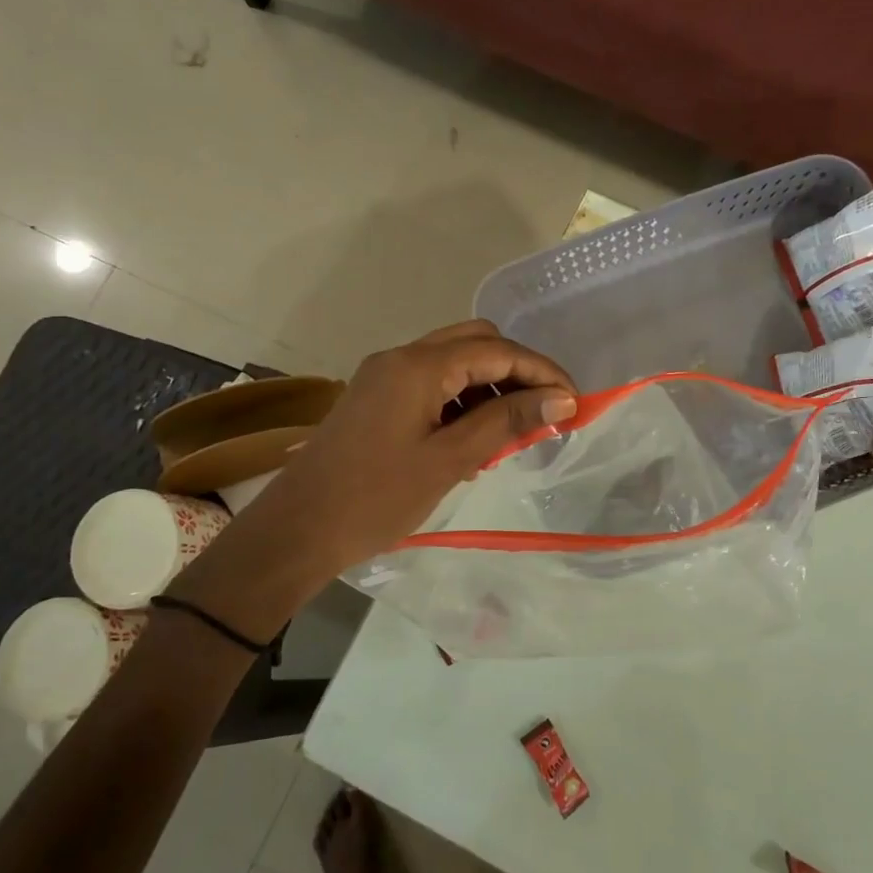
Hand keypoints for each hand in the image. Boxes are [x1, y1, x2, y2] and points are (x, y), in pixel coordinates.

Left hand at [176, 321, 575, 625]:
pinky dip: (460, 402)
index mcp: (419, 365)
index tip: (575, 402)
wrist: (297, 530)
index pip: (497, 350)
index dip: (543, 371)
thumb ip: (507, 422)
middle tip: (542, 415)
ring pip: (453, 362)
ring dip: (489, 388)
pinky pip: (431, 384)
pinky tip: (471, 442)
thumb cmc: (376, 498)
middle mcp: (401, 357)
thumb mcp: (450, 459)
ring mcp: (384, 375)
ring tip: (508, 436)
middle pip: (475, 342)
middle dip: (516, 373)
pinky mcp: (376, 397)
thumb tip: (562, 398)